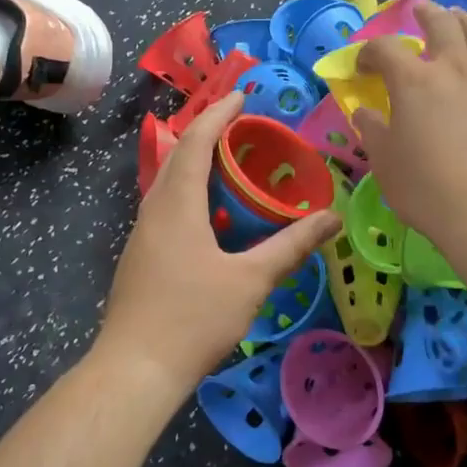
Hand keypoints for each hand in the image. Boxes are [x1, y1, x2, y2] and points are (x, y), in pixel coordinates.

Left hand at [99, 90, 341, 394]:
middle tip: (243, 127)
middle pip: (178, 156)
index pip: (195, 141)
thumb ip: (291, 246)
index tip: (241, 96)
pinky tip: (214, 219)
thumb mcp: (250, 281)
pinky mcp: (141, 257)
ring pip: (170, 184)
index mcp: (176, 204)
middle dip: (208, 134)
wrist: (134, 370)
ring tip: (233, 166)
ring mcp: (142, 234)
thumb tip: (332, 218)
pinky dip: (192, 194)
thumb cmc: (193, 318)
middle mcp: (154, 209)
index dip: (218, 114)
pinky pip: (168, 207)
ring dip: (198, 165)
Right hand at [352, 1, 466, 254]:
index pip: (385, 48)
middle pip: (441, 24)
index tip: (362, 67)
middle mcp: (453, 69)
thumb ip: (372, 130)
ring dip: (465, 19)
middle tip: (419, 11)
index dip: (369, 52)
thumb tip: (365, 112)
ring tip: (459, 17)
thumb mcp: (384, 162)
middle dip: (426, 14)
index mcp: (413, 81)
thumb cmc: (426, 188)